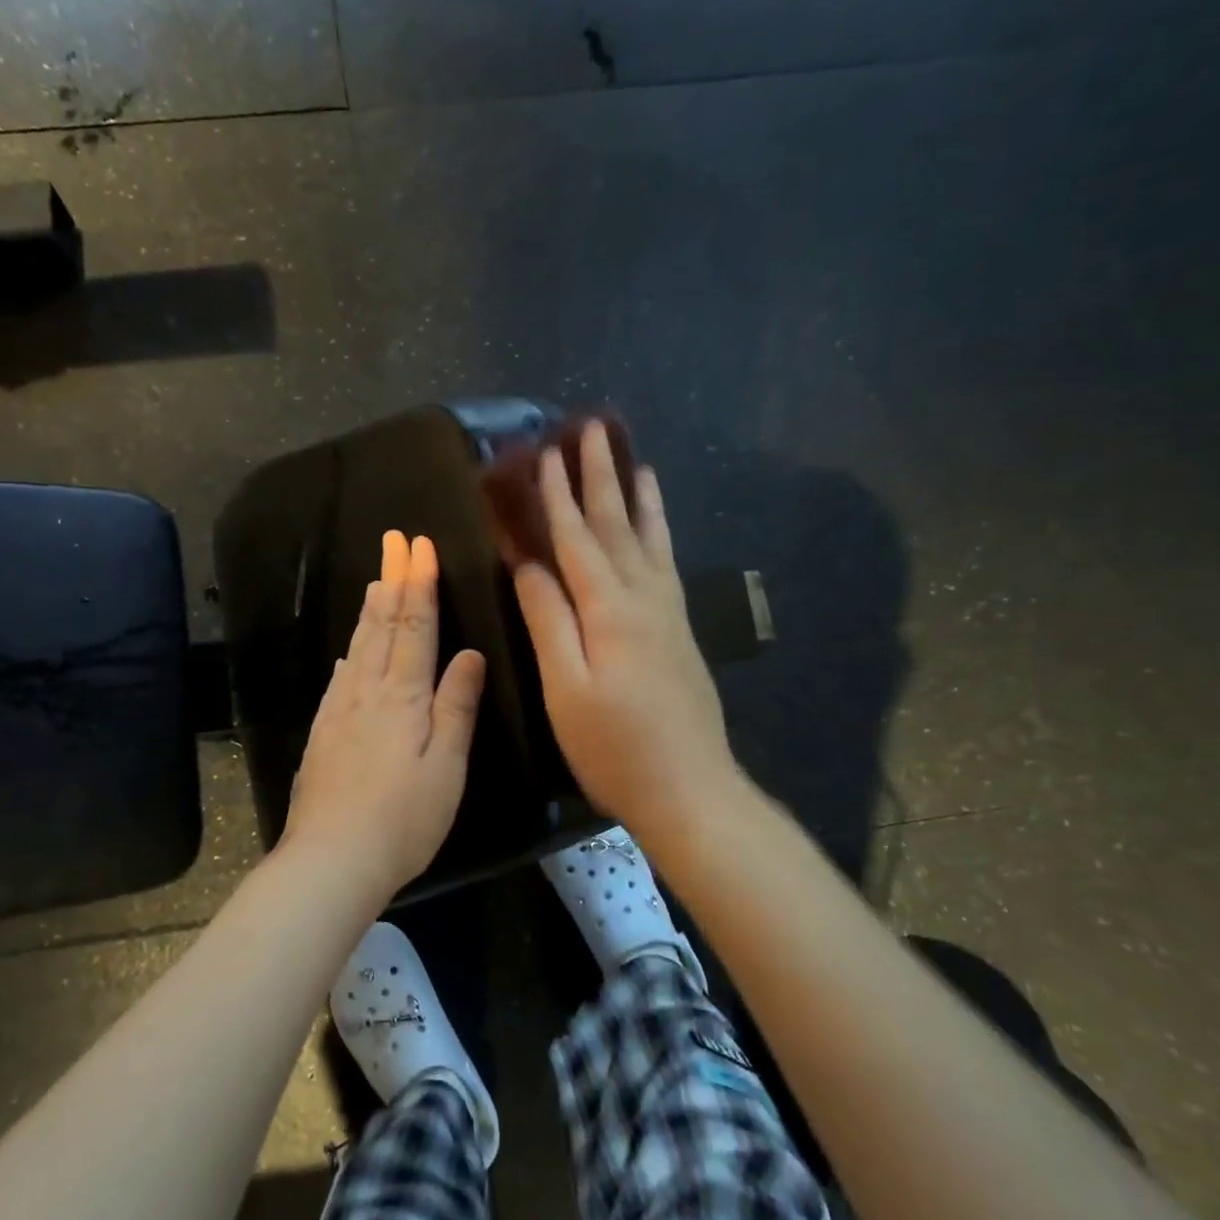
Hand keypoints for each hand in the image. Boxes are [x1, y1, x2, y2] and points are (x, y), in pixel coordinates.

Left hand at [283, 530, 486, 894]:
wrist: (331, 859)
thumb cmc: (403, 818)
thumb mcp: (446, 766)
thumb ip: (456, 706)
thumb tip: (469, 654)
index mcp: (403, 696)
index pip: (414, 626)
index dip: (419, 583)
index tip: (419, 545)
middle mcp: (367, 691)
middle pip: (381, 624)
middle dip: (391, 578)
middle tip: (393, 540)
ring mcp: (340, 710)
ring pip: (358, 645)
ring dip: (369, 608)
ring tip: (376, 579)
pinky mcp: (323, 732)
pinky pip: (339, 677)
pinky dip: (349, 651)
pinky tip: (348, 650)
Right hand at [512, 421, 738, 842]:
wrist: (691, 790)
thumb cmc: (615, 747)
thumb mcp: (567, 688)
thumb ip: (549, 620)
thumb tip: (528, 563)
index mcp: (610, 610)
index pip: (577, 539)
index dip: (558, 496)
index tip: (546, 453)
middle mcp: (644, 599)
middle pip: (618, 526)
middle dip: (601, 477)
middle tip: (594, 429)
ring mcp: (667, 614)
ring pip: (649, 539)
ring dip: (637, 496)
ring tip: (634, 458)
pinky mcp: (679, 631)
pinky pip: (665, 564)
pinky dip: (659, 533)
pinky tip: (656, 524)